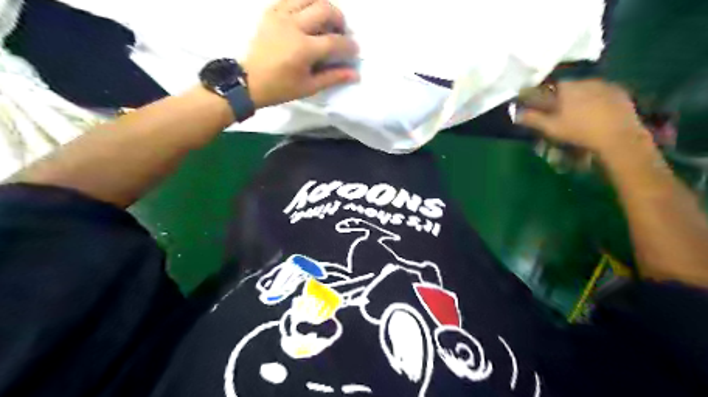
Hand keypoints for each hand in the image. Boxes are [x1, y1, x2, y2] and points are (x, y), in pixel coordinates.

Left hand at [243, 0, 356, 108]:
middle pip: (325, 9)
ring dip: (323, 6)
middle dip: (339, 19)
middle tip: (341, 32)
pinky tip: (308, 16)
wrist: (248, 81)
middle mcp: (293, 26)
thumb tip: (355, 74)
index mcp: (304, 49)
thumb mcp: (309, 87)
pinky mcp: (270, 12)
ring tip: (326, 20)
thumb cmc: (280, 88)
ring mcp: (280, 16)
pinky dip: (304, 4)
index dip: (349, 45)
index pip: (335, 41)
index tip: (354, 50)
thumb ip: (333, 77)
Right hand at [518, 79, 648, 154]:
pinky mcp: (620, 92)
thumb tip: (516, 113)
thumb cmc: (579, 132)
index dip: (543, 97)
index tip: (540, 106)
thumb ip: (533, 118)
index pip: (549, 87)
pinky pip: (602, 94)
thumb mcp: (551, 128)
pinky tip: (596, 115)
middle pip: (568, 88)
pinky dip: (596, 102)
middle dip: (562, 99)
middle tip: (560, 114)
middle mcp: (585, 81)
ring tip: (579, 116)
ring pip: (585, 90)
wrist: (618, 137)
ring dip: (580, 100)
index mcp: (567, 87)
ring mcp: (605, 85)